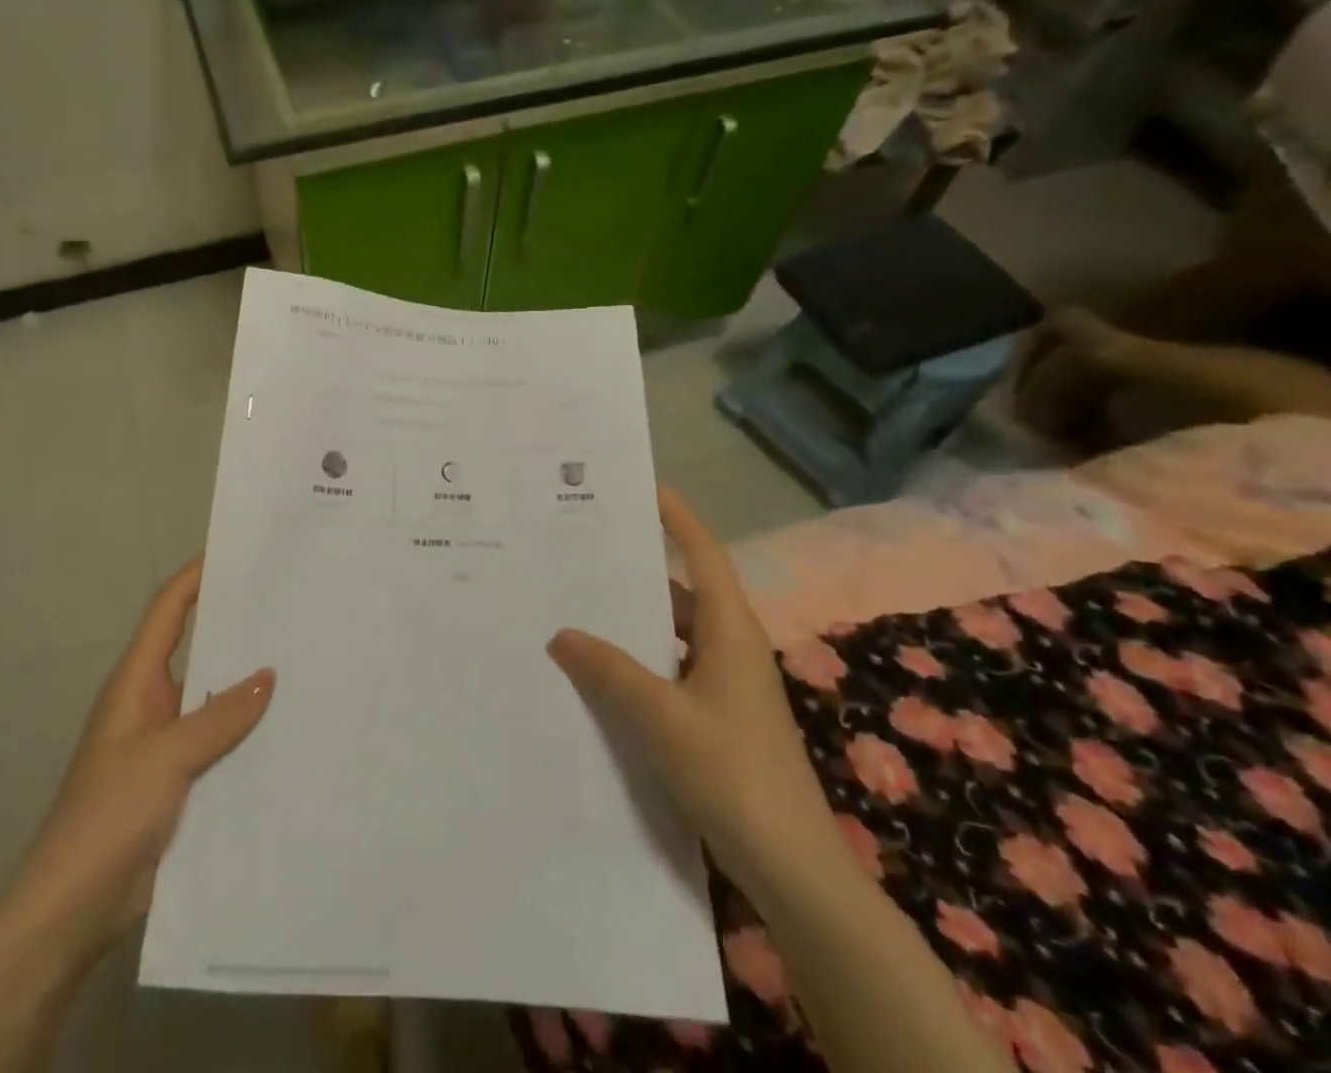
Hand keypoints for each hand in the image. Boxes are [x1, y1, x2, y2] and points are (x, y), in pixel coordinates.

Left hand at [0, 556, 273, 977]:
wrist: (70, 910)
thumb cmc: (108, 816)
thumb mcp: (166, 758)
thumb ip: (219, 716)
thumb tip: (268, 674)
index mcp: (137, 682)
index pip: (169, 610)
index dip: (197, 575)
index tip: (237, 550)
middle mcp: (152, 702)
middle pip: (198, 648)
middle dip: (237, 625)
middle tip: (289, 604)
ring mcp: (166, 743)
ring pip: (213, 697)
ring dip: (248, 682)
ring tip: (303, 658)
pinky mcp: (179, 781)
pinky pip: (220, 741)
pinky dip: (247, 730)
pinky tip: (288, 728)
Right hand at [546, 486, 837, 898]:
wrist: (793, 869)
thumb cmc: (733, 774)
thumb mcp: (661, 717)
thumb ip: (609, 670)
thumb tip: (562, 632)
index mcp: (730, 631)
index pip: (704, 554)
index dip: (678, 517)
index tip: (645, 486)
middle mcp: (730, 648)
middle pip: (683, 590)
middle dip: (639, 566)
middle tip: (584, 545)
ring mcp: (725, 686)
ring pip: (672, 634)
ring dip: (633, 619)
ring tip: (578, 601)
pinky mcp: (716, 719)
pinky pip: (670, 670)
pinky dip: (637, 662)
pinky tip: (598, 671)